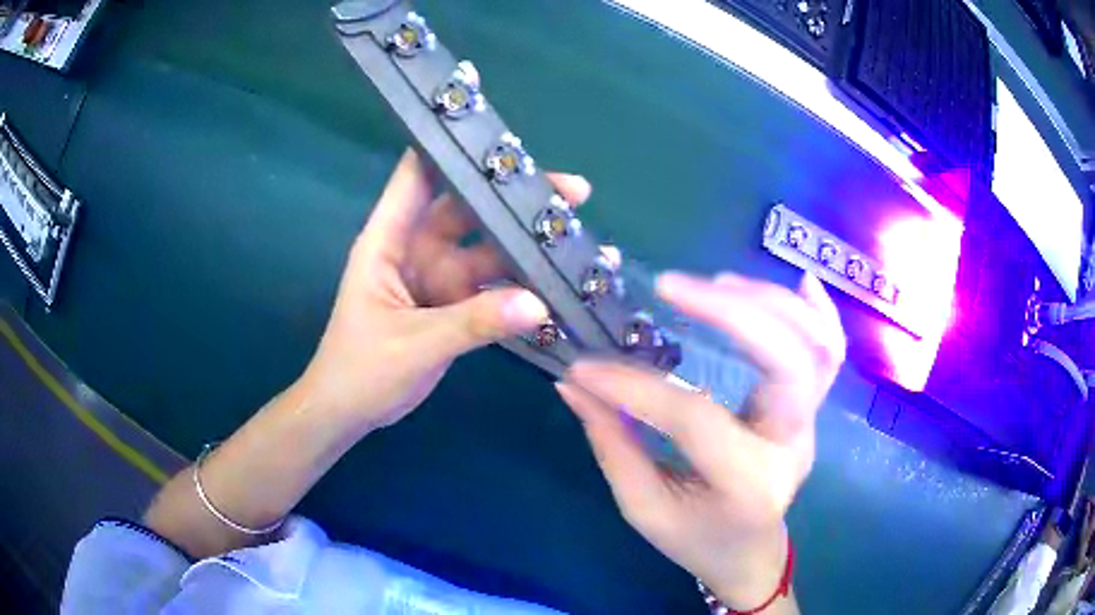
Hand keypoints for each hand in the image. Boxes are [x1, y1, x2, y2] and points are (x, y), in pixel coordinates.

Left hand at [297, 149, 591, 430]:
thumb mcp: (413, 345)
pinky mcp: (452, 304)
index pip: (417, 175)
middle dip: (514, 198)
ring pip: (487, 248)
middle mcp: (415, 247)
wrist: (350, 412)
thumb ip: (471, 324)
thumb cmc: (361, 370)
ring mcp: (436, 276)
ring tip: (576, 236)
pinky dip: (521, 286)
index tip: (499, 136)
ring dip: (526, 244)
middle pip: (468, 208)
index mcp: (389, 240)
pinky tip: (557, 284)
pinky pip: (492, 286)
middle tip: (573, 193)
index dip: (451, 147)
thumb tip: (538, 303)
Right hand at [557, 272, 844, 611]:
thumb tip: (575, 382)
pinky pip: (830, 353)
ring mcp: (810, 423)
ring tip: (717, 282)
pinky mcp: (812, 410)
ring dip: (770, 302)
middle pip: (785, 362)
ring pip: (815, 346)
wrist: (751, 556)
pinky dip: (818, 312)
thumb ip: (612, 442)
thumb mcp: (644, 507)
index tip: (585, 367)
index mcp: (747, 484)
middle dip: (730, 312)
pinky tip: (799, 280)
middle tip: (670, 286)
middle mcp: (790, 446)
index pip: (693, 417)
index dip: (635, 386)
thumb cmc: (697, 540)